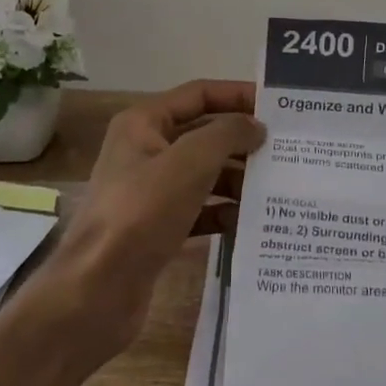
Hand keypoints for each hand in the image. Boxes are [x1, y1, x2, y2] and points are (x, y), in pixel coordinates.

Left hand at [32, 80, 263, 361]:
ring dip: (238, 180)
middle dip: (243, 142)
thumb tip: (256, 127)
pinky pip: (199, 210)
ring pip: (204, 175)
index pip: (199, 94)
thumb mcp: (190, 162)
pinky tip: (251, 223)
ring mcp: (150, 192)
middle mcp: (145, 151)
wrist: (96, 291)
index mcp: (143, 124)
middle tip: (288, 151)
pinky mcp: (157, 228)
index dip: (238, 95)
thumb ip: (228, 134)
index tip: (278, 107)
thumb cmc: (142, 212)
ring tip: (278, 188)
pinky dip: (223, 213)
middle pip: (204, 135)